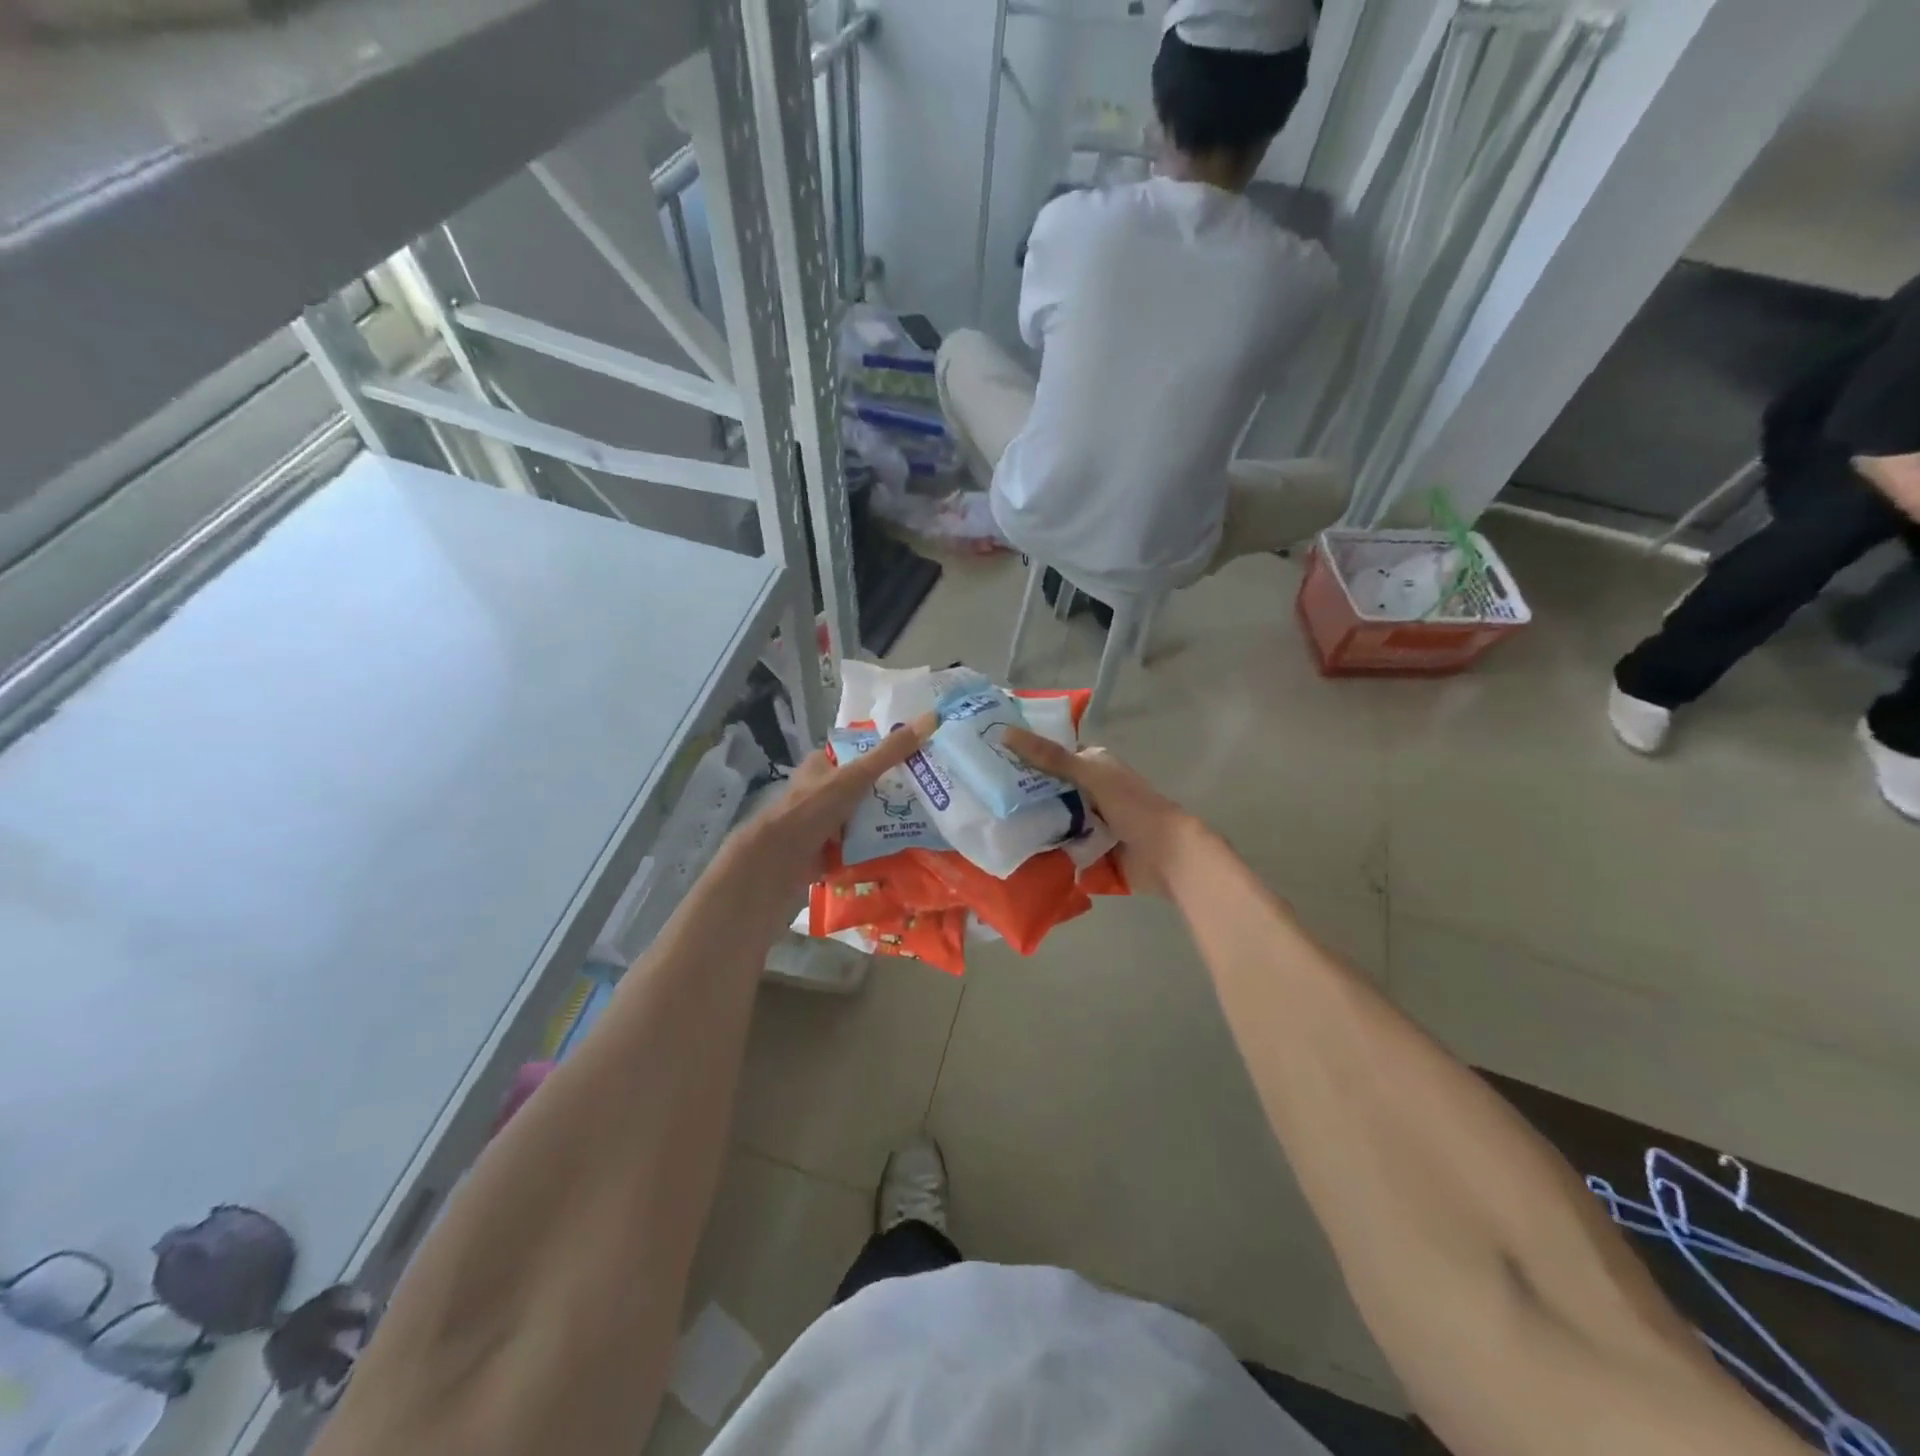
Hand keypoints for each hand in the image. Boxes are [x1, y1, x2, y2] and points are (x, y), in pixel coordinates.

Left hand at [738, 714, 935, 890]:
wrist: (778, 862)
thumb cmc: (813, 809)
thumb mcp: (855, 776)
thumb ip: (890, 752)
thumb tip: (930, 718)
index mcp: (822, 764)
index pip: (861, 753)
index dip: (890, 755)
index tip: (922, 762)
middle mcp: (822, 790)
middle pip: (866, 787)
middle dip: (893, 794)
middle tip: (930, 797)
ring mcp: (825, 821)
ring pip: (865, 816)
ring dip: (887, 822)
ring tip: (926, 824)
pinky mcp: (828, 849)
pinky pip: (860, 844)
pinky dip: (877, 847)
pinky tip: (904, 849)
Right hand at [1002, 728, 1202, 895]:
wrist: (1166, 856)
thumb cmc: (1132, 806)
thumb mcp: (1089, 775)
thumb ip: (1050, 757)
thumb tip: (1005, 733)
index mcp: (1094, 764)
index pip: (1053, 754)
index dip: (1026, 754)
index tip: (991, 758)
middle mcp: (1090, 789)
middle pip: (1048, 788)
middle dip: (1022, 792)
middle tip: (984, 795)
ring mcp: (1089, 819)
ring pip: (1051, 816)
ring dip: (1031, 820)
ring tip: (990, 821)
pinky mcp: (1088, 847)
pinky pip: (1059, 842)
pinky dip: (1043, 845)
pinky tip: (1013, 846)